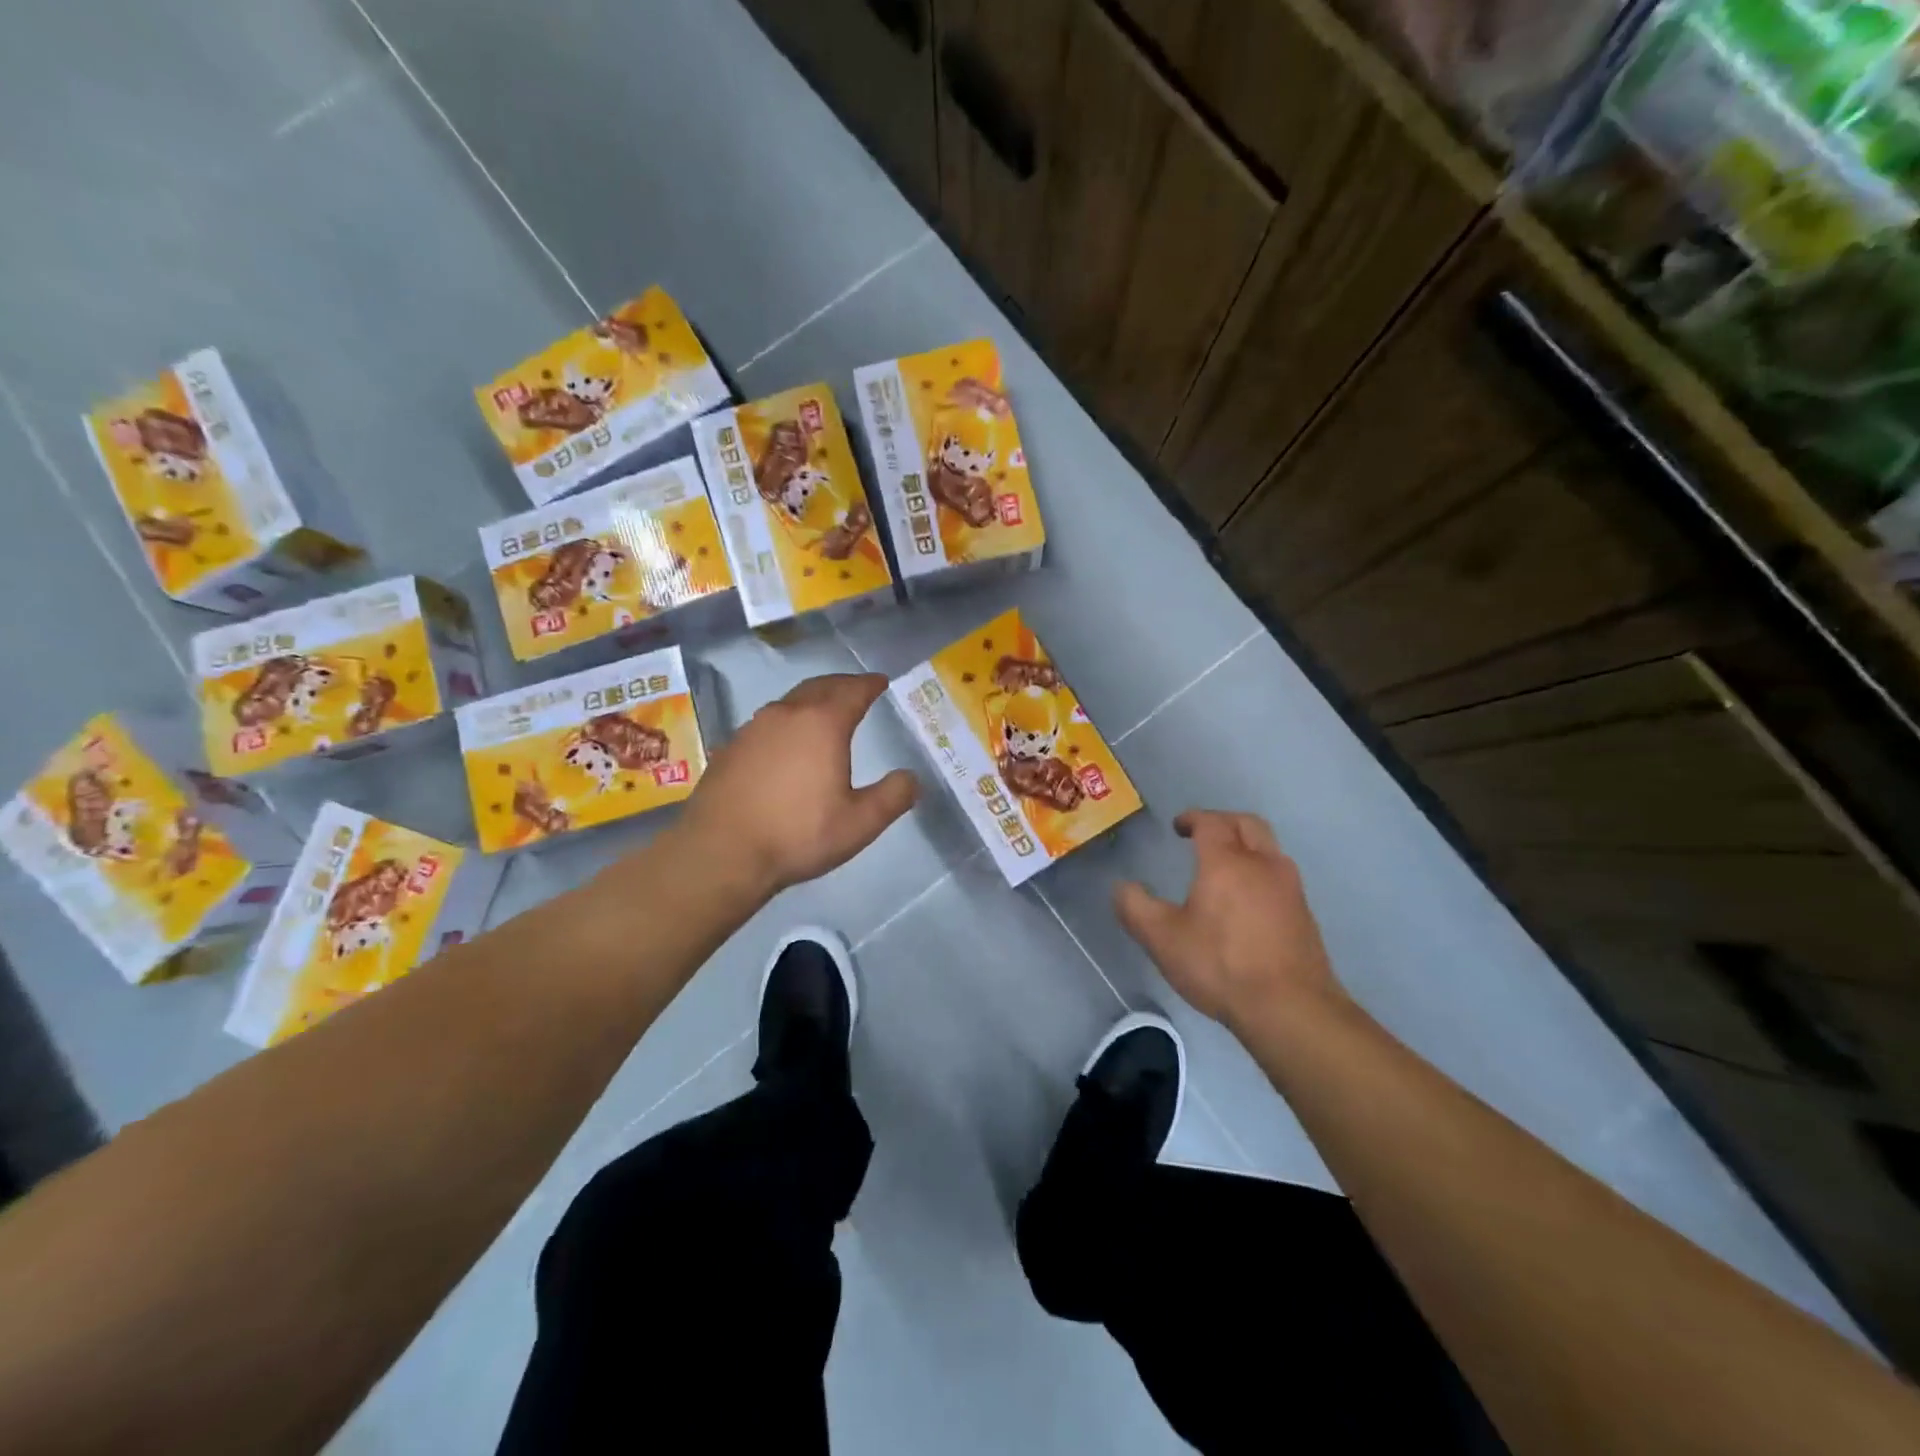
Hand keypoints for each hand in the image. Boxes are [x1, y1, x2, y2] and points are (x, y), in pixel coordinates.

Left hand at [677, 673, 919, 898]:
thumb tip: (911, 777)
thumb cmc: (797, 834)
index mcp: (823, 724)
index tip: (881, 681)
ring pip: (790, 701)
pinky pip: (768, 721)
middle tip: (857, 688)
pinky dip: (787, 720)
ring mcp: (753, 728)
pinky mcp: (731, 747)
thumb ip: (892, 797)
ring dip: (812, 699)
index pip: (853, 691)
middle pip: (819, 687)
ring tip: (824, 710)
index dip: (870, 684)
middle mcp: (787, 715)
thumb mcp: (859, 824)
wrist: (721, 852)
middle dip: (842, 684)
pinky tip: (786, 741)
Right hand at [1115, 810, 1345, 1034]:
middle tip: (1203, 834)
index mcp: (1227, 862)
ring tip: (1224, 865)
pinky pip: (1280, 876)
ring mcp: (1290, 889)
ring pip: (1269, 848)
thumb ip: (1136, 908)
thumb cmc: (1220, 965)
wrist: (1291, 1009)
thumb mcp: (1162, 939)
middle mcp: (1263, 865)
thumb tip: (1122, 887)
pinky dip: (1260, 872)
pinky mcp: (1305, 915)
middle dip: (1224, 821)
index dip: (1193, 818)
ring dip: (1246, 845)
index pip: (1211, 823)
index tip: (1178, 826)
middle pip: (1248, 824)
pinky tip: (1247, 900)